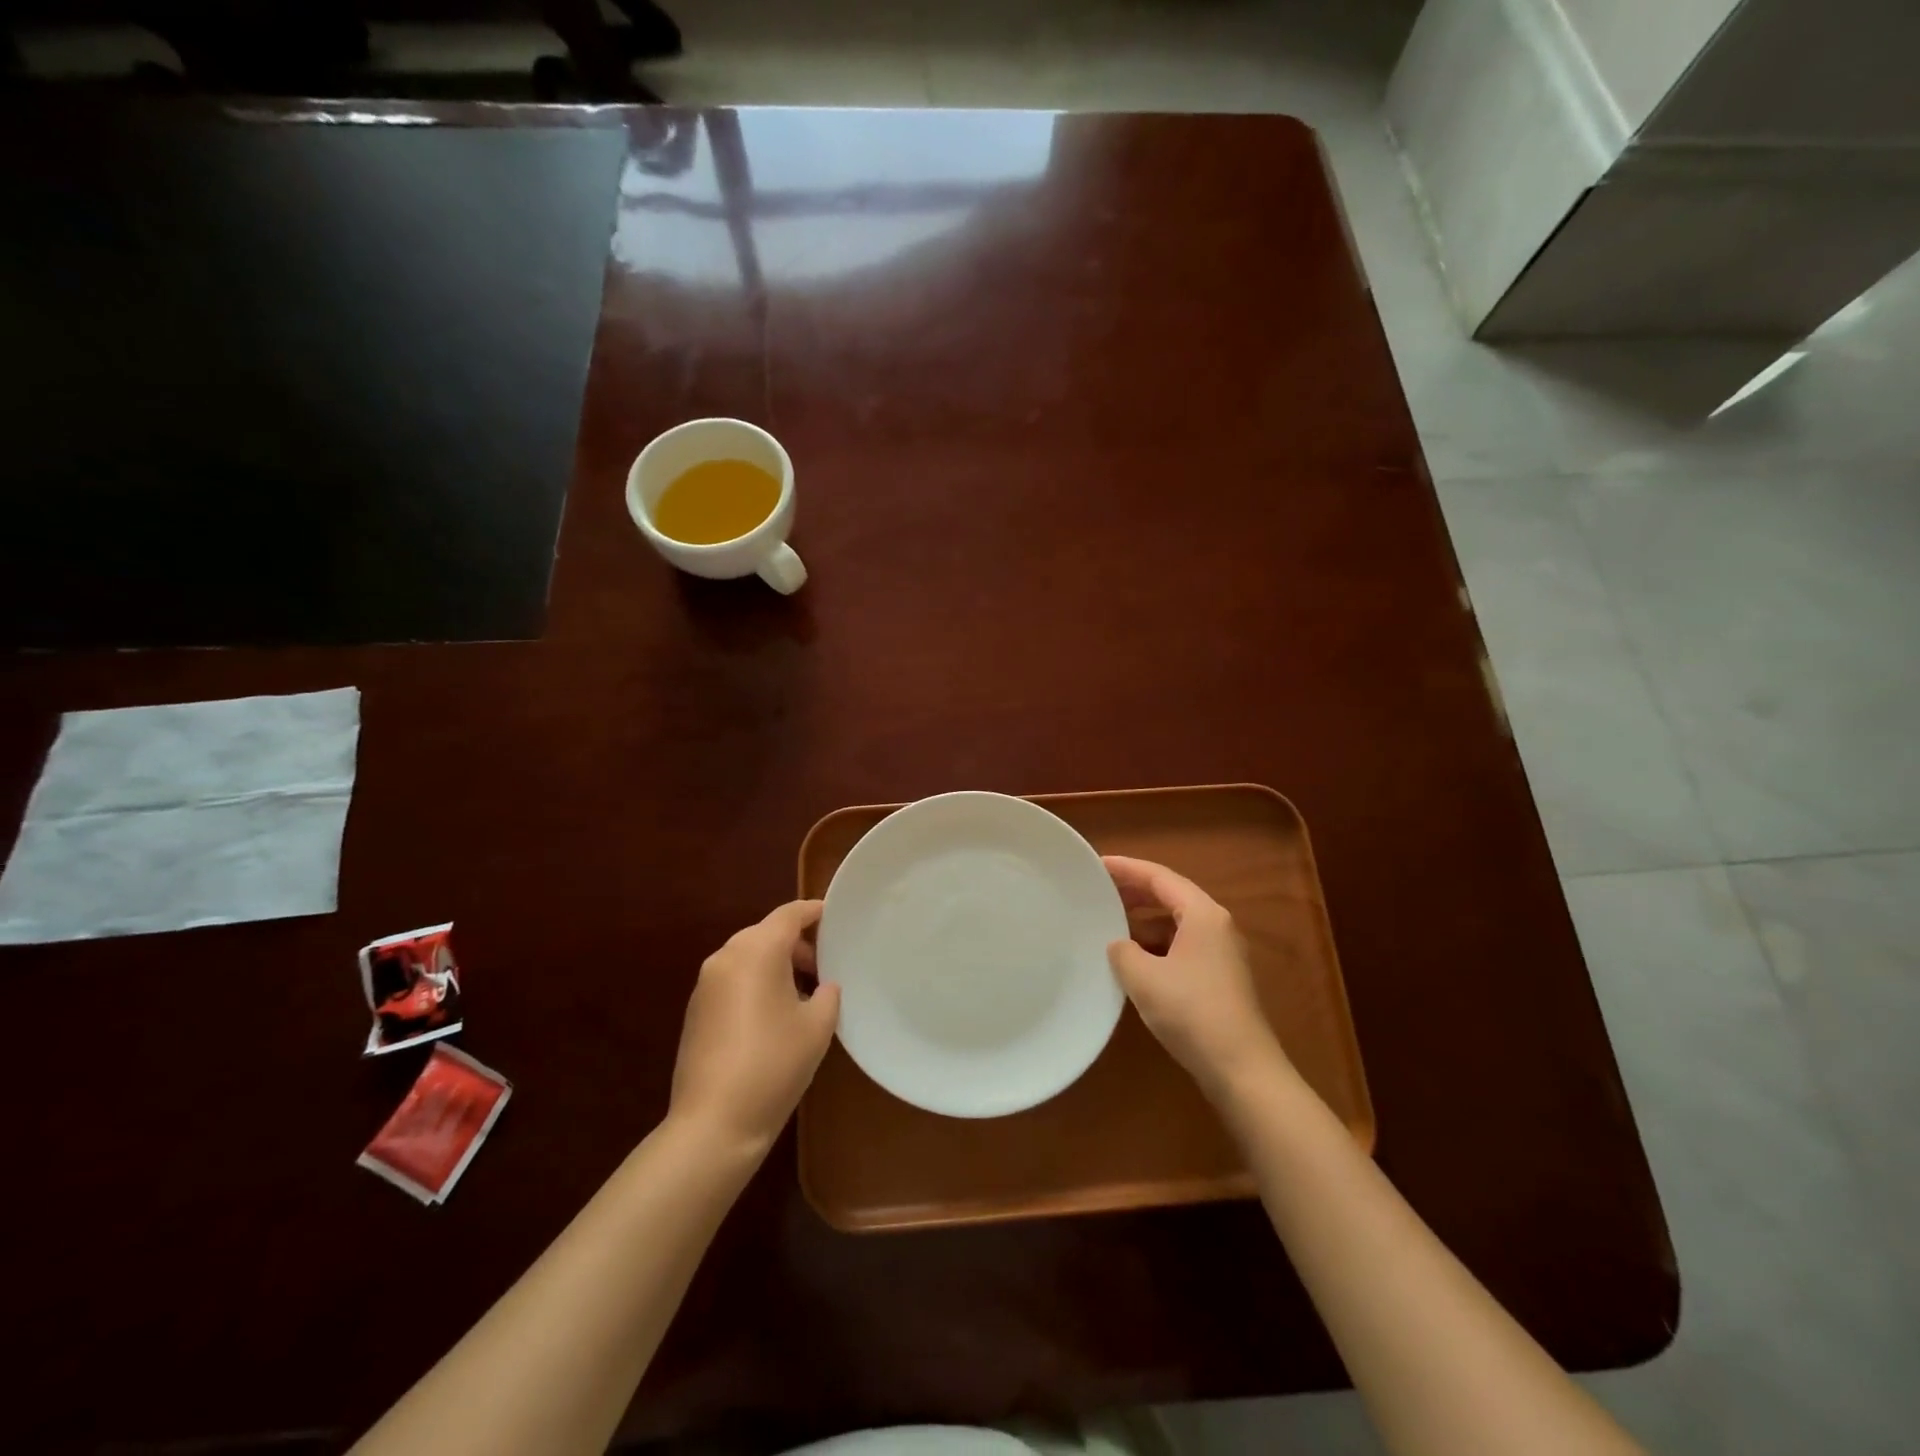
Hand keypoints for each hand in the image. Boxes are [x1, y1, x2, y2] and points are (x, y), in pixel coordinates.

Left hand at [669, 900, 840, 1153]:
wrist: (713, 1123)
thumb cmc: (774, 1064)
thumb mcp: (817, 1026)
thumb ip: (827, 994)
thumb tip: (822, 986)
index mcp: (757, 950)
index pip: (790, 914)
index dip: (815, 911)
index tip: (836, 917)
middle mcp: (726, 957)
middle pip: (767, 933)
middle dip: (797, 944)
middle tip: (825, 967)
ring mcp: (706, 984)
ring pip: (748, 957)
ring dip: (776, 965)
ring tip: (804, 994)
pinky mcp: (696, 1010)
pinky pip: (733, 980)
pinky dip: (756, 983)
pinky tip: (774, 1016)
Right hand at [1104, 856, 1289, 1099]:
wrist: (1241, 1069)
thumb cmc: (1191, 1012)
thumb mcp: (1143, 977)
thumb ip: (1122, 951)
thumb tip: (1119, 945)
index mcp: (1202, 914)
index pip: (1159, 877)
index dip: (1126, 868)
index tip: (1096, 864)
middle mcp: (1216, 925)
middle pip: (1170, 896)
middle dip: (1135, 892)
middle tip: (1099, 890)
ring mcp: (1221, 953)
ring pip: (1176, 923)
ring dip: (1144, 920)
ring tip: (1110, 923)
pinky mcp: (1219, 978)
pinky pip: (1181, 946)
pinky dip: (1156, 944)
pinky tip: (1133, 960)